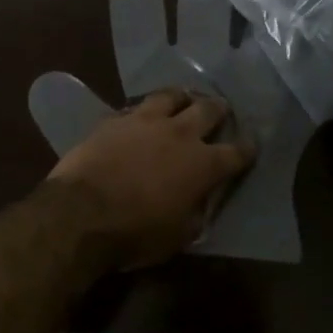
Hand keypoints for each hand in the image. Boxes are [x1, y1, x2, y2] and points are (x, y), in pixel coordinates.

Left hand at [49, 89, 254, 269]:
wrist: (81, 212)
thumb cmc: (135, 233)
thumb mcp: (178, 236)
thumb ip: (195, 212)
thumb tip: (198, 202)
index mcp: (202, 165)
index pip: (235, 153)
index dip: (246, 149)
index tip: (251, 145)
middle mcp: (179, 134)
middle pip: (207, 110)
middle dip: (218, 109)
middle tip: (221, 108)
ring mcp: (145, 121)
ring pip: (171, 96)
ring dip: (181, 97)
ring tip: (183, 98)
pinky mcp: (115, 119)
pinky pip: (135, 107)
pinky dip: (144, 110)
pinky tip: (141, 114)